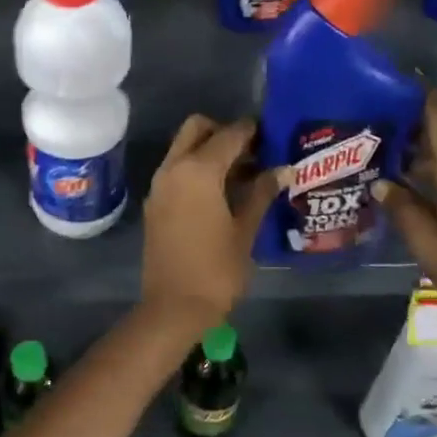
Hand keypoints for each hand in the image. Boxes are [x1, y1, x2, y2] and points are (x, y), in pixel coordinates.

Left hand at [140, 115, 278, 335]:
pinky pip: (175, 170)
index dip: (252, 130)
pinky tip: (220, 192)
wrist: (173, 307)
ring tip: (241, 173)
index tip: (272, 133)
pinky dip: (195, 168)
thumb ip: (262, 193)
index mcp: (198, 170)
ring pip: (182, 148)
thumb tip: (283, 169)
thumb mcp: (245, 230)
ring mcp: (159, 185)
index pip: (229, 134)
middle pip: (197, 128)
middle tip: (252, 152)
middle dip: (223, 131)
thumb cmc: (217, 269)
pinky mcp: (154, 203)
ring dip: (208, 150)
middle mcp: (173, 168)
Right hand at [374, 89, 436, 323]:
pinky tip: (405, 180)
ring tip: (384, 145)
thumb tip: (380, 184)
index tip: (411, 78)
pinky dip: (429, 173)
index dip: (430, 102)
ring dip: (421, 152)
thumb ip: (403, 210)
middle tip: (380, 114)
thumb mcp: (427, 244)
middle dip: (417, 125)